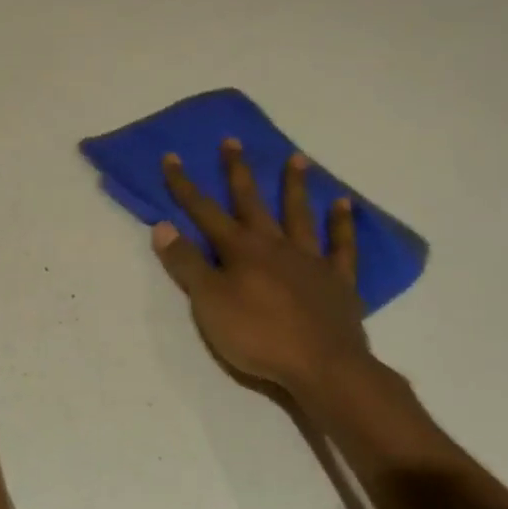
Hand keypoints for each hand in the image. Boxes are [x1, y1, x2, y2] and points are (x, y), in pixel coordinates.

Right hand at [153, 140, 373, 403]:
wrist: (322, 367)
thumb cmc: (257, 336)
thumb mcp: (208, 303)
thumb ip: (187, 264)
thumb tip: (162, 225)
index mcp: (239, 250)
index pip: (204, 211)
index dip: (184, 186)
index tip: (172, 157)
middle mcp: (274, 245)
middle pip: (252, 202)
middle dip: (238, 172)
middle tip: (233, 141)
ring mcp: (309, 260)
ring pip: (299, 215)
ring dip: (295, 186)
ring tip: (297, 158)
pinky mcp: (338, 281)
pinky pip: (342, 246)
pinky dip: (343, 224)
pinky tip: (344, 205)